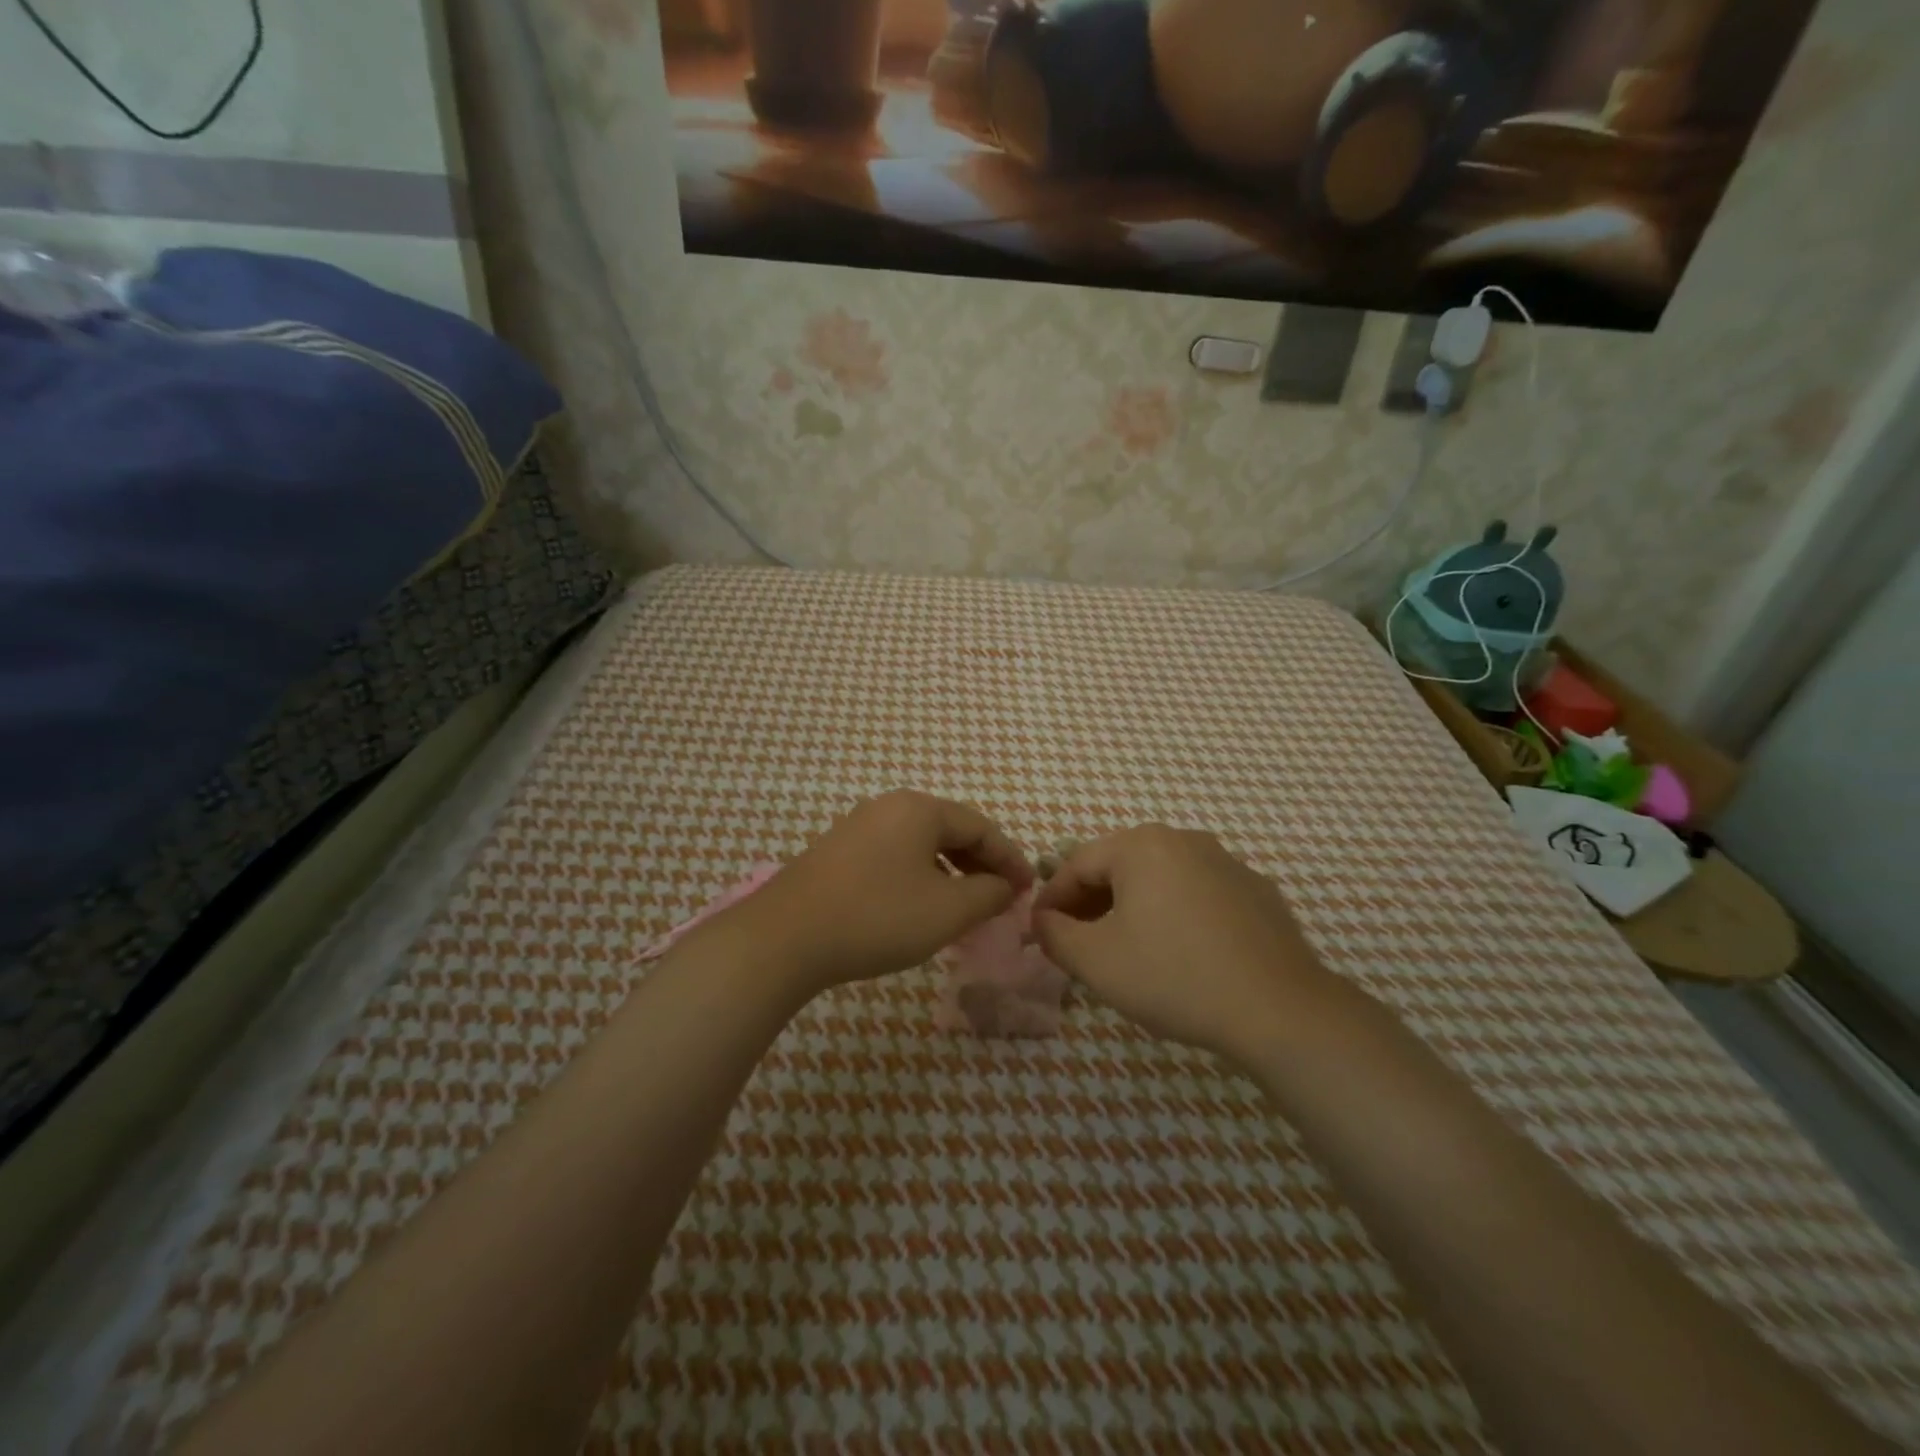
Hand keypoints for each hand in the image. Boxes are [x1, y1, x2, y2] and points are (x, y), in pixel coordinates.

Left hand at [728, 790, 1032, 992]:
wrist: (785, 937)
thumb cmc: (877, 917)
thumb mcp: (946, 911)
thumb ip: (988, 894)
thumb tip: (1006, 886)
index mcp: (920, 809)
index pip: (981, 826)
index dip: (1010, 858)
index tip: (1028, 890)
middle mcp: (889, 806)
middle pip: (951, 829)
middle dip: (981, 863)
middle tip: (1001, 896)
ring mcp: (859, 826)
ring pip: (921, 842)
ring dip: (951, 870)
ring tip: (966, 903)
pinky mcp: (838, 850)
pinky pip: (895, 854)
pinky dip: (921, 874)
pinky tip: (921, 903)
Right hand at [1031, 825, 1333, 1061]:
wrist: (1279, 1010)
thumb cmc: (1173, 977)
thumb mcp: (1095, 961)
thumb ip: (1054, 934)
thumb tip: (1042, 920)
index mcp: (1140, 845)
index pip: (1076, 864)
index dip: (1052, 899)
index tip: (1039, 932)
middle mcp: (1184, 839)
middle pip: (1119, 865)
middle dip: (1091, 902)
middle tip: (1078, 942)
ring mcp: (1226, 862)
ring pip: (1160, 878)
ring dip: (1132, 906)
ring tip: (1126, 947)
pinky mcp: (1257, 890)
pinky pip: (1198, 894)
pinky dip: (1176, 914)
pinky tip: (1181, 952)